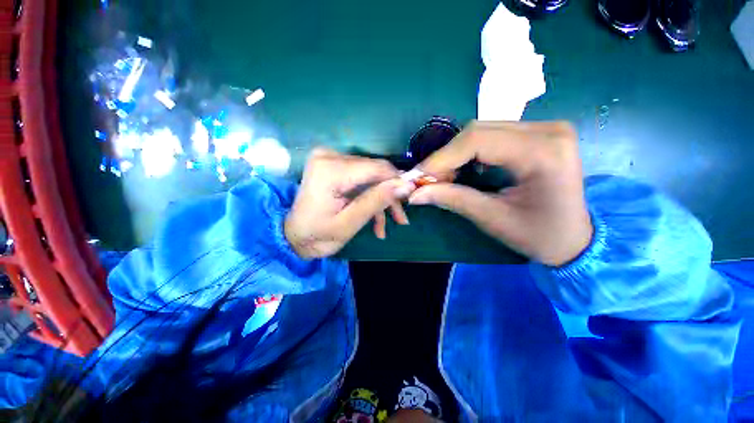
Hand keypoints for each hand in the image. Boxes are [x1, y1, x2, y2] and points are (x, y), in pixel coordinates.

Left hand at [285, 148, 415, 258]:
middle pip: (375, 172)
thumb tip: (406, 185)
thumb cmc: (317, 236)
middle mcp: (330, 156)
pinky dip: (369, 197)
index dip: (397, 182)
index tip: (411, 198)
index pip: (377, 168)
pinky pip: (361, 179)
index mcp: (331, 170)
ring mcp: (331, 160)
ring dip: (381, 200)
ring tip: (387, 225)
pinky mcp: (333, 166)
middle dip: (389, 196)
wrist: (293, 237)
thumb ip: (377, 201)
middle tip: (401, 219)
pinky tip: (375, 220)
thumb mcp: (350, 223)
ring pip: (371, 177)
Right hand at [409, 121, 592, 265]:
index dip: (441, 158)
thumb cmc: (538, 235)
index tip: (417, 177)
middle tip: (428, 180)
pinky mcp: (536, 134)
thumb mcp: (492, 219)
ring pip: (481, 131)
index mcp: (543, 152)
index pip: (477, 140)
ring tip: (442, 177)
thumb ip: (452, 199)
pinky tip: (461, 169)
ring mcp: (544, 128)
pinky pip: (490, 136)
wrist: (574, 239)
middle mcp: (547, 130)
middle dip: (445, 157)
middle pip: (477, 131)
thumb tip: (414, 193)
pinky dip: (467, 152)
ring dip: (454, 154)